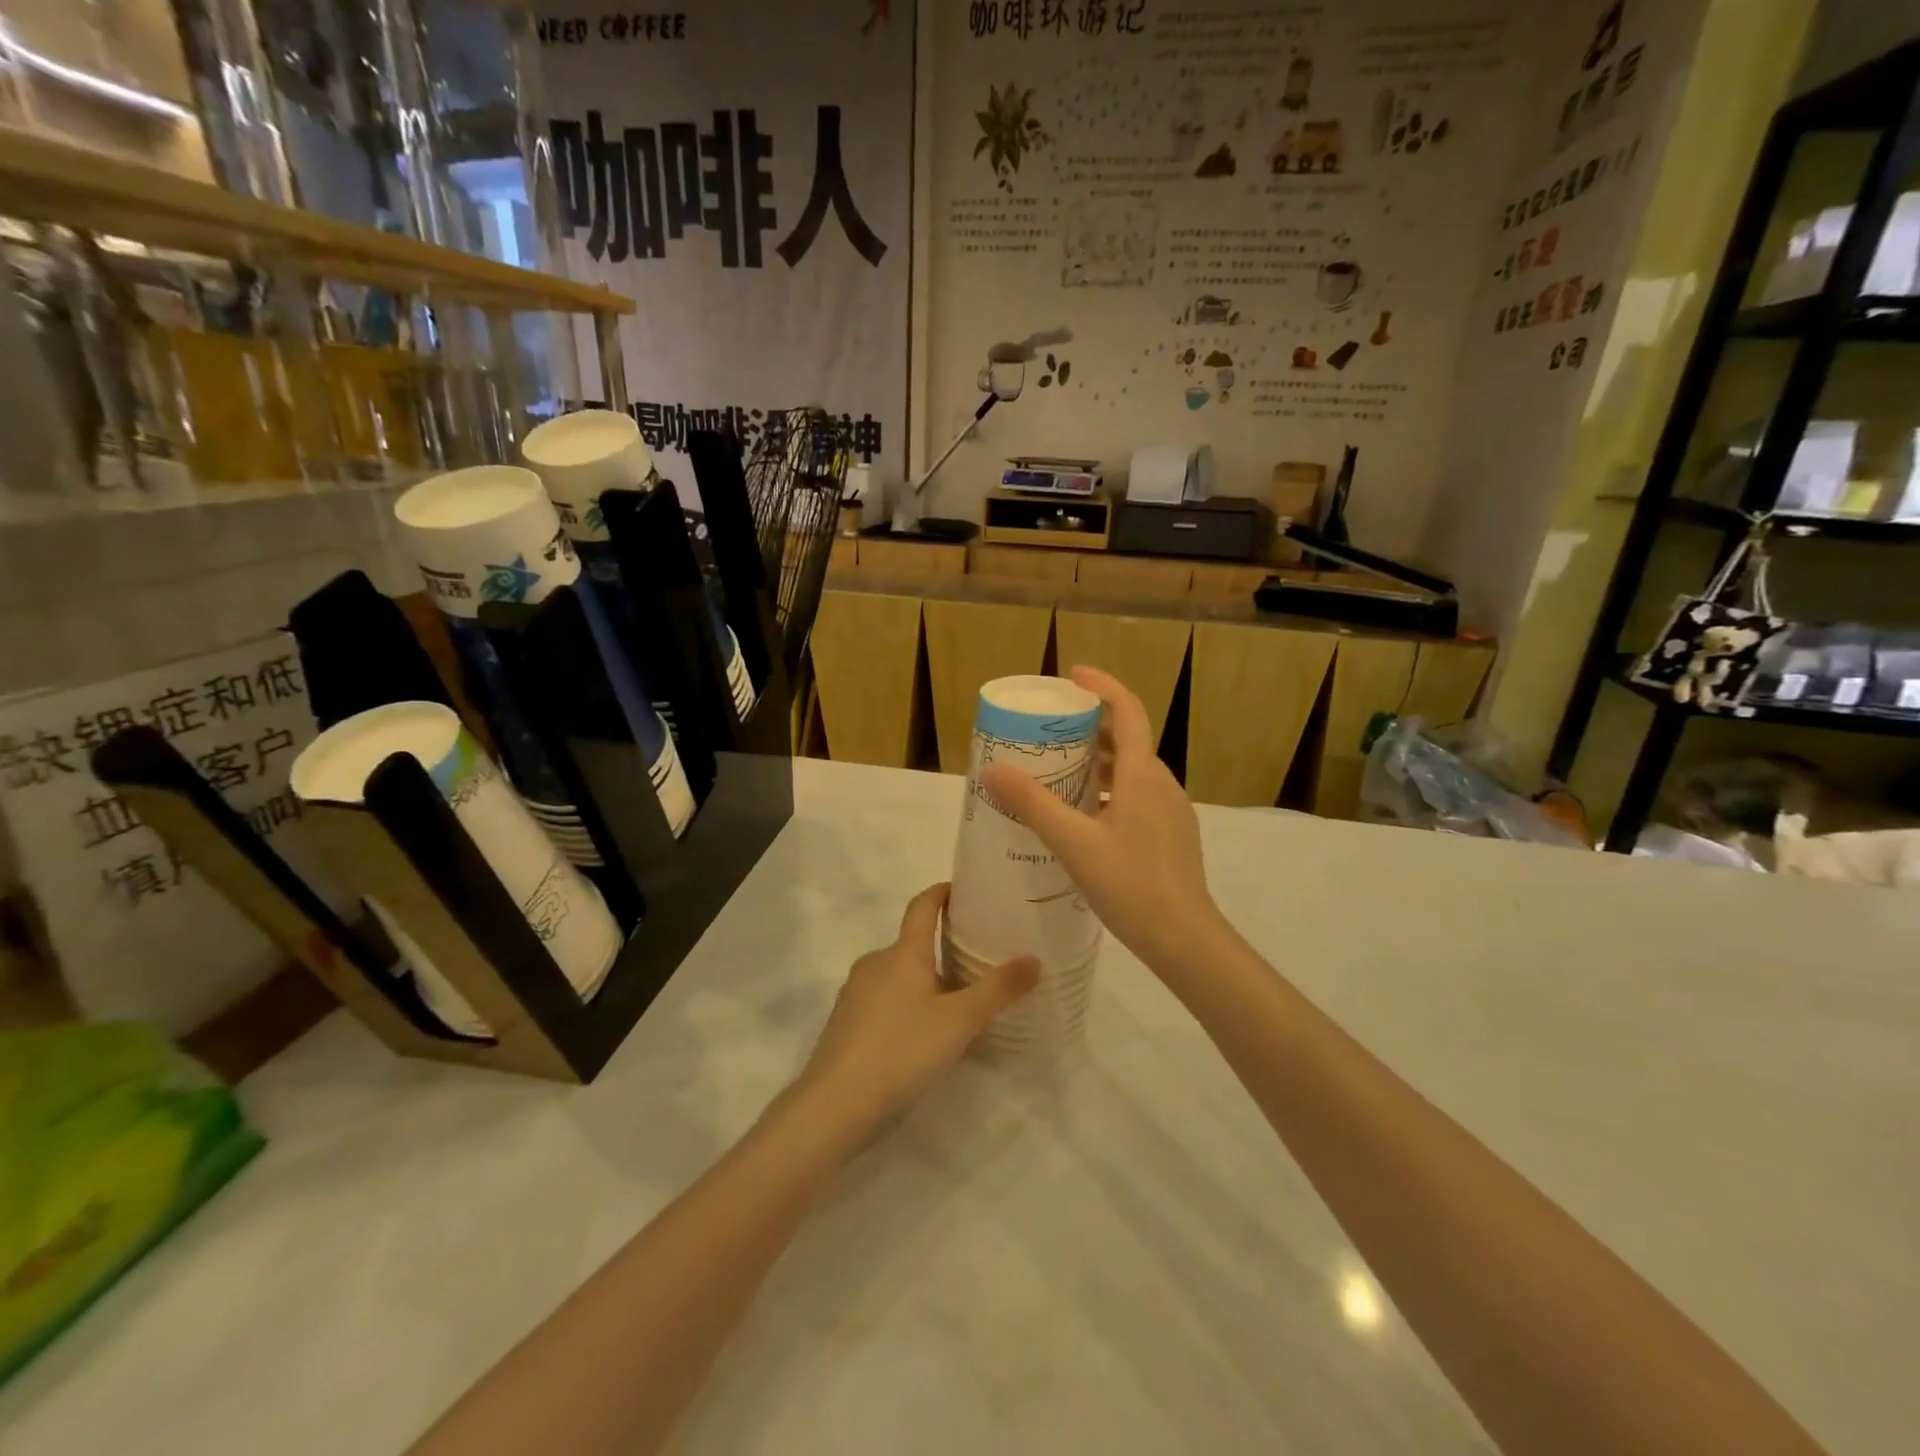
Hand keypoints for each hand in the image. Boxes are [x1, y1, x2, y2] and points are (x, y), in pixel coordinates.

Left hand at [795, 884, 1037, 1133]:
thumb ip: (998, 990)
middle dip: (943, 948)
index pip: (922, 906)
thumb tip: (1034, 959)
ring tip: (959, 1003)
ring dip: (926, 981)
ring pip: (899, 975)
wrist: (835, 1104)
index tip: (965, 890)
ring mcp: (856, 993)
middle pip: (913, 944)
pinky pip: (885, 1001)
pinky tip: (925, 1036)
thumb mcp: (959, 1021)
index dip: (942, 893)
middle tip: (980, 960)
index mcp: (902, 952)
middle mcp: (876, 963)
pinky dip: (908, 1005)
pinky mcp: (846, 1023)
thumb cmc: (901, 1050)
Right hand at [979, 666, 1225, 976]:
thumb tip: (992, 769)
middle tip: (1052, 732)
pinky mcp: (1170, 837)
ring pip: (1132, 773)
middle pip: (1128, 741)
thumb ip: (1033, 804)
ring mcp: (1170, 812)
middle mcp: (1161, 785)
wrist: (1185, 940)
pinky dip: (1109, 792)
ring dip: (1099, 764)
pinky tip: (1083, 819)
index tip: (1073, 675)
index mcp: (1142, 775)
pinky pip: (1136, 798)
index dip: (1104, 687)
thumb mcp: (1074, 843)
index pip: (1129, 712)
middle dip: (1092, 729)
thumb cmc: (1131, 885)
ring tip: (1059, 773)